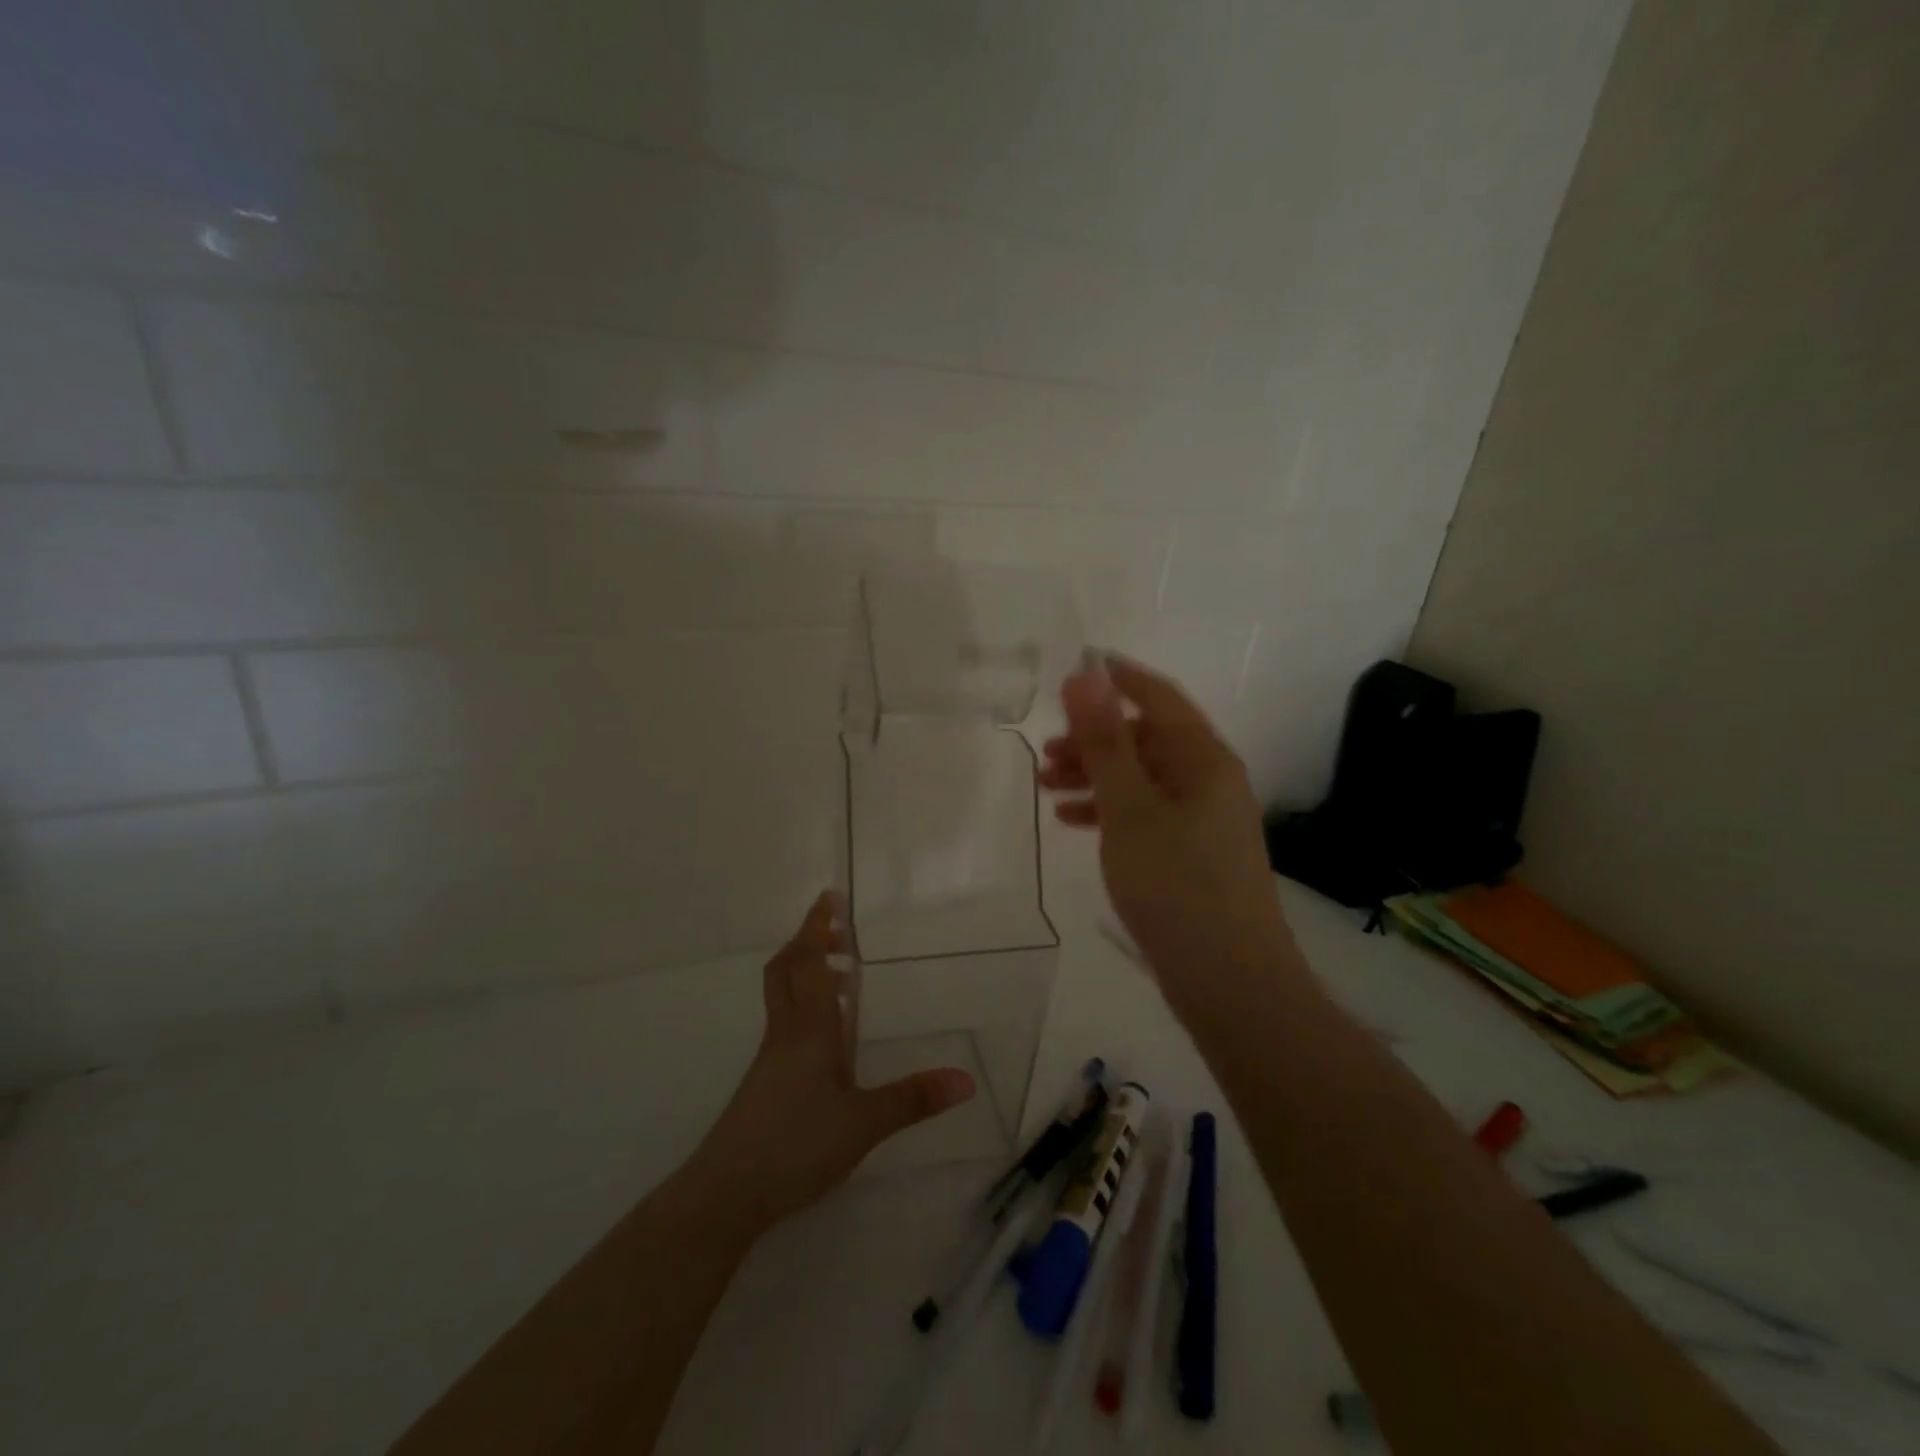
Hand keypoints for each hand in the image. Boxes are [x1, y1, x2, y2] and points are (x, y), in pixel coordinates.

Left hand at [683, 892, 976, 1235]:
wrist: (725, 1193)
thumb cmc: (795, 1146)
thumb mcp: (864, 1124)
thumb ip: (913, 1099)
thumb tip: (966, 1080)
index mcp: (810, 1030)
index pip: (809, 963)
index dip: (818, 927)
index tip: (829, 896)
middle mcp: (785, 1033)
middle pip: (786, 970)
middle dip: (807, 941)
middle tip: (835, 930)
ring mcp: (770, 1057)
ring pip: (782, 995)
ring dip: (805, 972)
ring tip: (840, 974)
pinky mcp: (763, 1081)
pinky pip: (785, 1023)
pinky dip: (805, 1006)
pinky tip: (828, 1035)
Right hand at [1040, 657, 1296, 1014]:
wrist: (1230, 983)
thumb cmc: (1177, 885)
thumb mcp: (1130, 809)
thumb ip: (1105, 742)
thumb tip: (1086, 675)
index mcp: (1203, 759)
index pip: (1158, 697)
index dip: (1116, 677)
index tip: (1073, 665)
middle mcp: (1209, 780)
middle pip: (1146, 739)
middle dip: (1094, 738)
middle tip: (1046, 751)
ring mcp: (1203, 820)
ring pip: (1141, 779)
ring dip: (1095, 775)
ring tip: (1047, 785)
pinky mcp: (1192, 854)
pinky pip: (1144, 814)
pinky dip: (1108, 811)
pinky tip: (1072, 820)